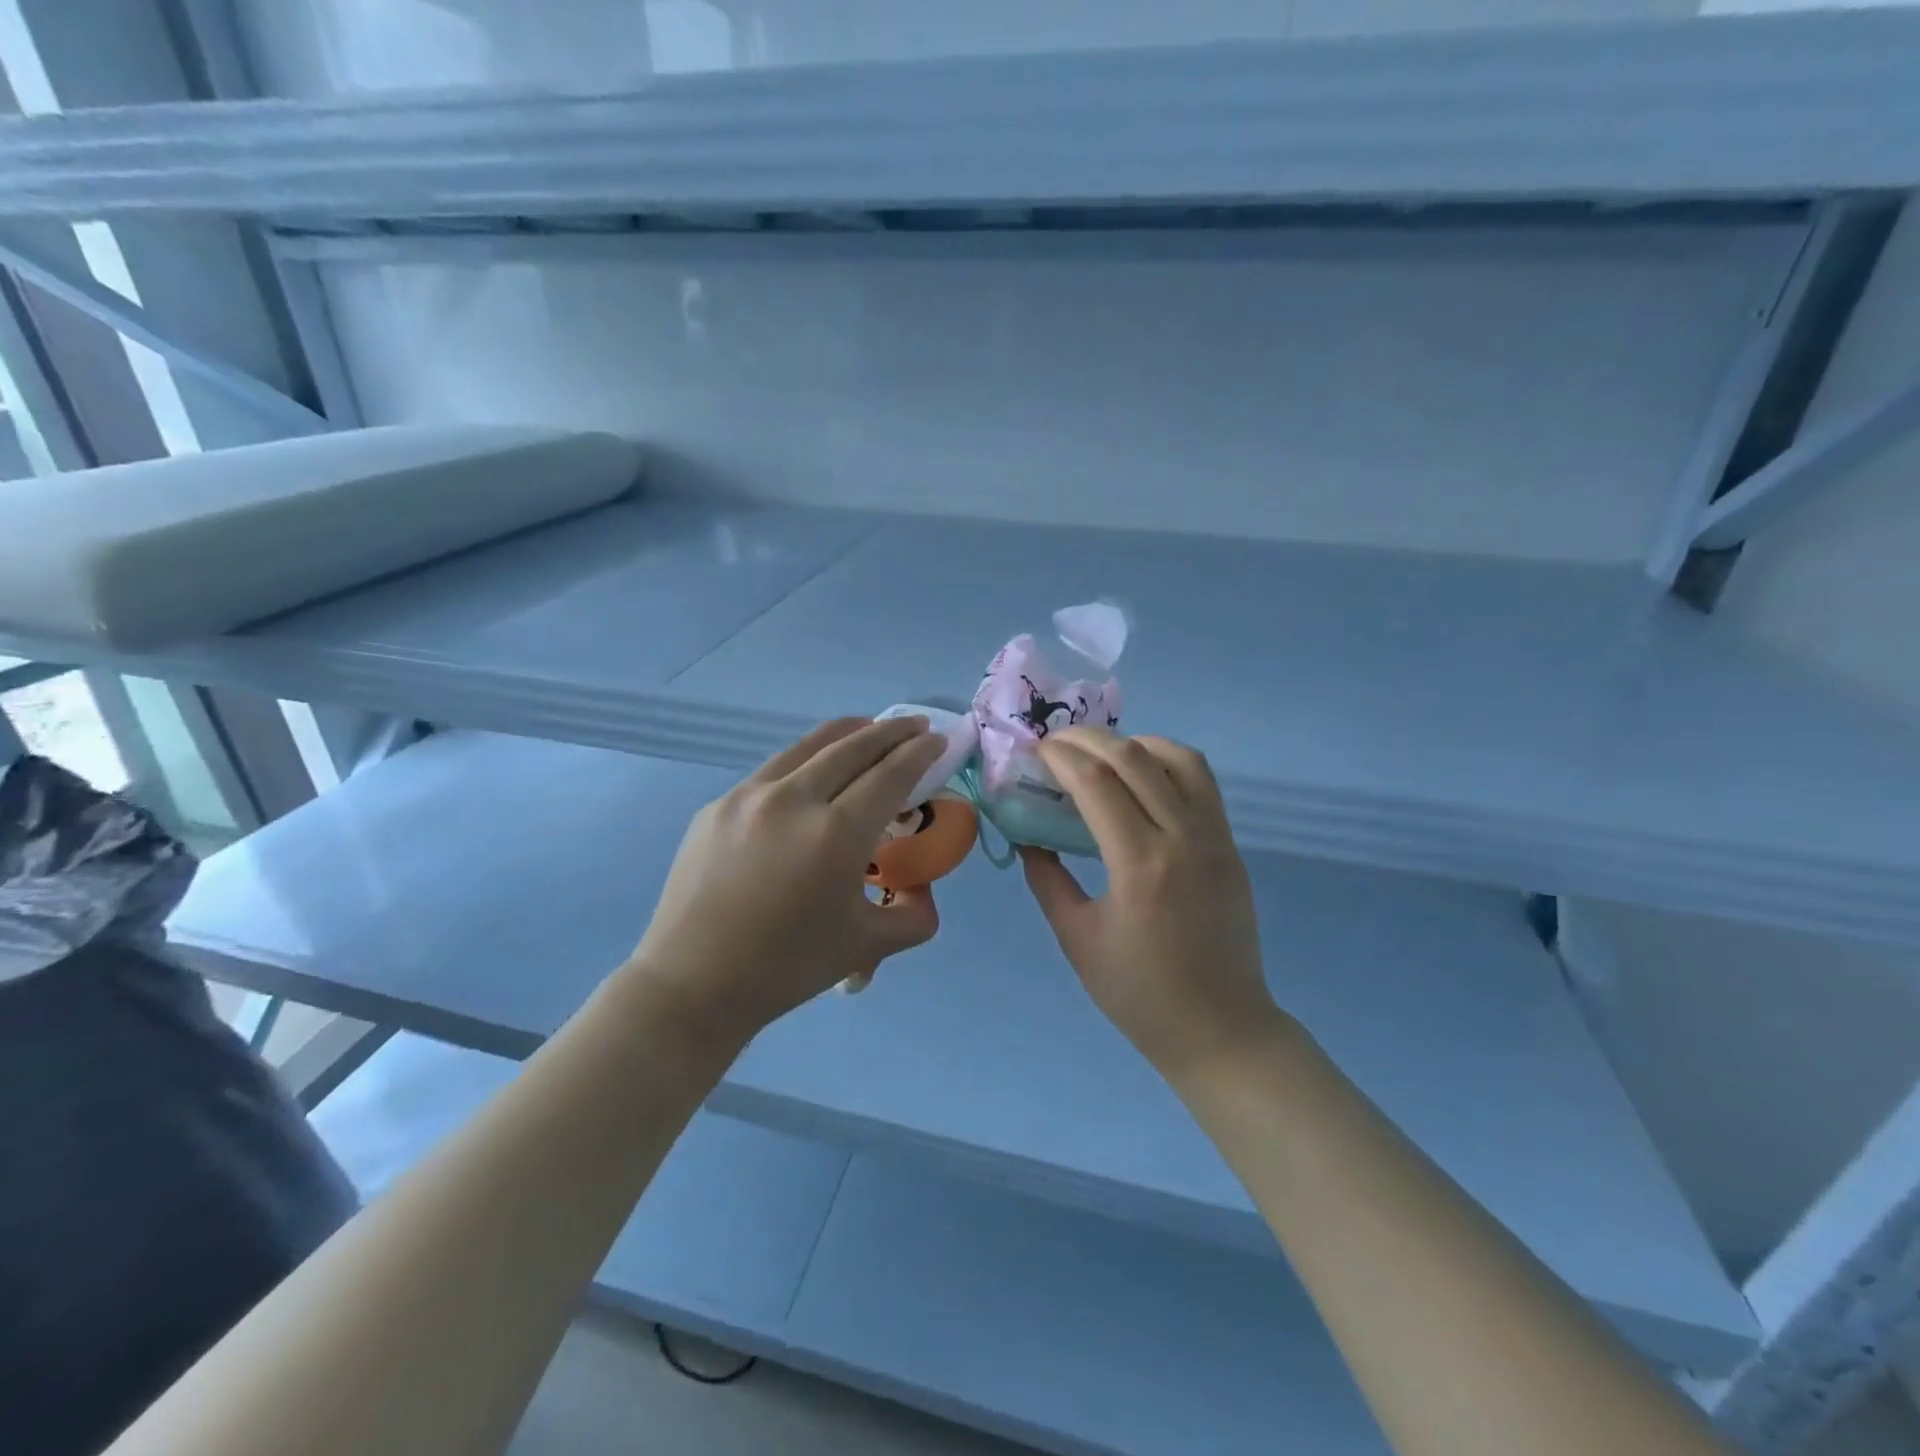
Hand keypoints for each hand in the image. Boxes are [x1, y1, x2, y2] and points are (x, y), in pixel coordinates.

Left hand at [628, 717, 944, 1051]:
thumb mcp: (867, 945)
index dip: (919, 752)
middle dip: (892, 730)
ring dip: (849, 733)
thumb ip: (914, 915)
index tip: (937, 738)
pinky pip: (774, 770)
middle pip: (853, 746)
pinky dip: (807, 760)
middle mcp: (794, 799)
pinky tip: (813, 775)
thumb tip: (922, 891)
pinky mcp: (719, 805)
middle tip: (915, 725)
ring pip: (809, 746)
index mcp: (836, 833)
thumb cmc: (787, 967)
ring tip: (869, 730)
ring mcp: (749, 796)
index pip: (890, 774)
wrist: (693, 983)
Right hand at [1021, 728, 1282, 1081]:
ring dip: (1135, 742)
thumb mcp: (1077, 938)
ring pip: (1179, 757)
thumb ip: (1047, 879)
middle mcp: (1183, 838)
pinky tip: (1142, 777)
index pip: (1096, 783)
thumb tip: (1026, 835)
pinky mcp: (1231, 845)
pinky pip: (1202, 782)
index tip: (1036, 751)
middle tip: (1057, 743)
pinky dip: (1167, 762)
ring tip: (1102, 753)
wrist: (1220, 1028)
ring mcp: (1215, 837)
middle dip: (1089, 739)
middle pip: (1135, 757)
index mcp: (1140, 865)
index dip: (1061, 757)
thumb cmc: (1139, 993)